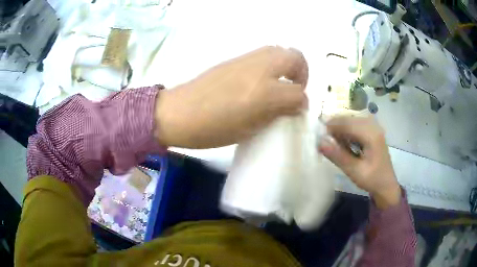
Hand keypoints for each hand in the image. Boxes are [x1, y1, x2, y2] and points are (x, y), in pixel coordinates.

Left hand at [154, 46, 307, 148]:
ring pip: (280, 50)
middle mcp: (261, 70)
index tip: (297, 110)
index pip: (298, 93)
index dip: (302, 103)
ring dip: (287, 64)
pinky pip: (264, 53)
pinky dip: (271, 63)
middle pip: (295, 57)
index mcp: (265, 93)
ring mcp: (247, 60)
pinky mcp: (236, 58)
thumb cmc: (213, 129)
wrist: (180, 113)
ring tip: (280, 83)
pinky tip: (261, 80)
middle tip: (294, 89)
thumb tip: (294, 105)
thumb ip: (277, 114)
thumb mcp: (250, 129)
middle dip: (302, 73)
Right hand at [318, 116, 400, 208]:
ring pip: (350, 121)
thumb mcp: (354, 171)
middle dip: (334, 128)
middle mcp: (373, 126)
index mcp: (371, 134)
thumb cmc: (372, 180)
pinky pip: (355, 125)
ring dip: (340, 130)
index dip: (330, 127)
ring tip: (335, 146)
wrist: (386, 185)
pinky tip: (345, 144)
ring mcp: (373, 127)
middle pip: (348, 119)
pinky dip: (346, 132)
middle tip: (325, 143)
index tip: (318, 138)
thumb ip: (338, 156)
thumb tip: (319, 143)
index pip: (346, 123)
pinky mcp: (372, 130)